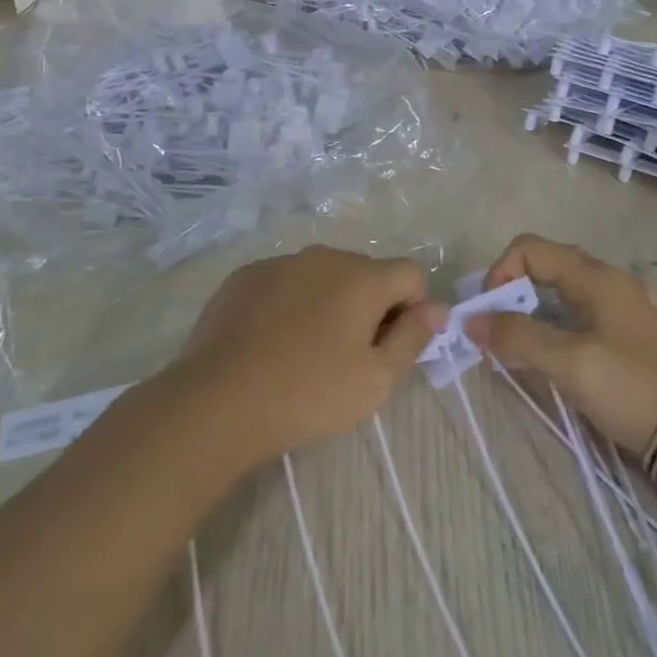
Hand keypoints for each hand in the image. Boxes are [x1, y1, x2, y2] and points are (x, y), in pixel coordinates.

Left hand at [165, 246, 444, 468]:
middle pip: (365, 273)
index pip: (411, 274)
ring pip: (322, 276)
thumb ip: (414, 337)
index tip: (392, 346)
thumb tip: (436, 308)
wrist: (220, 400)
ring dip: (329, 302)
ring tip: (306, 350)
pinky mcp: (245, 277)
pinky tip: (272, 342)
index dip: (413, 309)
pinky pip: (285, 282)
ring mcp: (279, 263)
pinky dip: (290, 303)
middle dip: (370, 305)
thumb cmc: (310, 393)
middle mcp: (323, 256)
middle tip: (350, 355)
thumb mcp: (376, 378)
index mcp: (362, 277)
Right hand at [466, 234, 656, 456]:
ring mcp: (620, 306)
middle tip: (498, 333)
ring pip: (559, 294)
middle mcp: (607, 280)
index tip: (490, 314)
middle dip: (511, 294)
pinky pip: (577, 316)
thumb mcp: (568, 361)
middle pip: (543, 267)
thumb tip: (471, 320)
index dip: (500, 273)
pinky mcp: (626, 333)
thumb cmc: (631, 387)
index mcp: (594, 276)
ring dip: (530, 315)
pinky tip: (550, 359)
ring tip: (517, 351)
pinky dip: (552, 328)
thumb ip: (517, 336)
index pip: (529, 248)